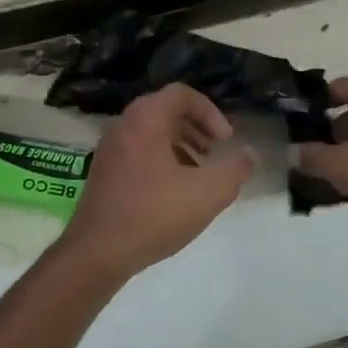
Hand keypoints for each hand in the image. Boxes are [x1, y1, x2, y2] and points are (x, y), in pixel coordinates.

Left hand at [59, 83, 255, 279]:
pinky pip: (138, 151)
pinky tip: (174, 192)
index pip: (182, 94)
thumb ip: (235, 170)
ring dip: (181, 145)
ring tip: (199, 172)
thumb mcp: (208, 193)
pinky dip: (161, 160)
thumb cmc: (154, 214)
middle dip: (197, 128)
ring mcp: (109, 149)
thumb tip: (251, 155)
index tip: (226, 140)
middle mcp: (124, 125)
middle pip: (166, 111)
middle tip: (215, 152)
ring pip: (152, 132)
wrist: (97, 253)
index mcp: (146, 119)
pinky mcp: (103, 172)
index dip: (211, 112)